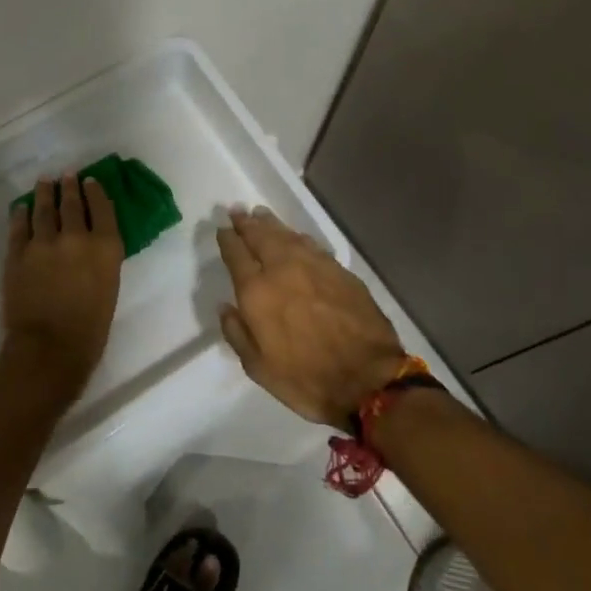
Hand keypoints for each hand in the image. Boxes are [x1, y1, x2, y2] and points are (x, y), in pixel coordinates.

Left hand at [0, 173, 124, 401]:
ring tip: (44, 183)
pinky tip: (21, 208)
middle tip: (67, 175)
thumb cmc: (90, 330)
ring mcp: (43, 243)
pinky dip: (20, 214)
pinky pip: (19, 227)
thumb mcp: (109, 288)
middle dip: (70, 187)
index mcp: (105, 247)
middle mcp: (76, 237)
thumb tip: (92, 244)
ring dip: (44, 193)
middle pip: (72, 203)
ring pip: (43, 209)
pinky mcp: (17, 254)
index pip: (102, 208)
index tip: (90, 181)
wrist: (49, 351)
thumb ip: (101, 259)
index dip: (96, 192)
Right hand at [216, 207, 407, 426]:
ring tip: (261, 214)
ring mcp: (314, 265)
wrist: (367, 379)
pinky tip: (295, 237)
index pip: (236, 254)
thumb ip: (237, 333)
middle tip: (238, 211)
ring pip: (286, 235)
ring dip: (271, 224)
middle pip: (260, 236)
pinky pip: (311, 245)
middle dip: (247, 223)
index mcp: (257, 291)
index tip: (222, 229)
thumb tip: (226, 307)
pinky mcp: (339, 270)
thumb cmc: (306, 379)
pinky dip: (297, 237)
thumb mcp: (259, 368)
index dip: (227, 239)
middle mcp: (282, 268)